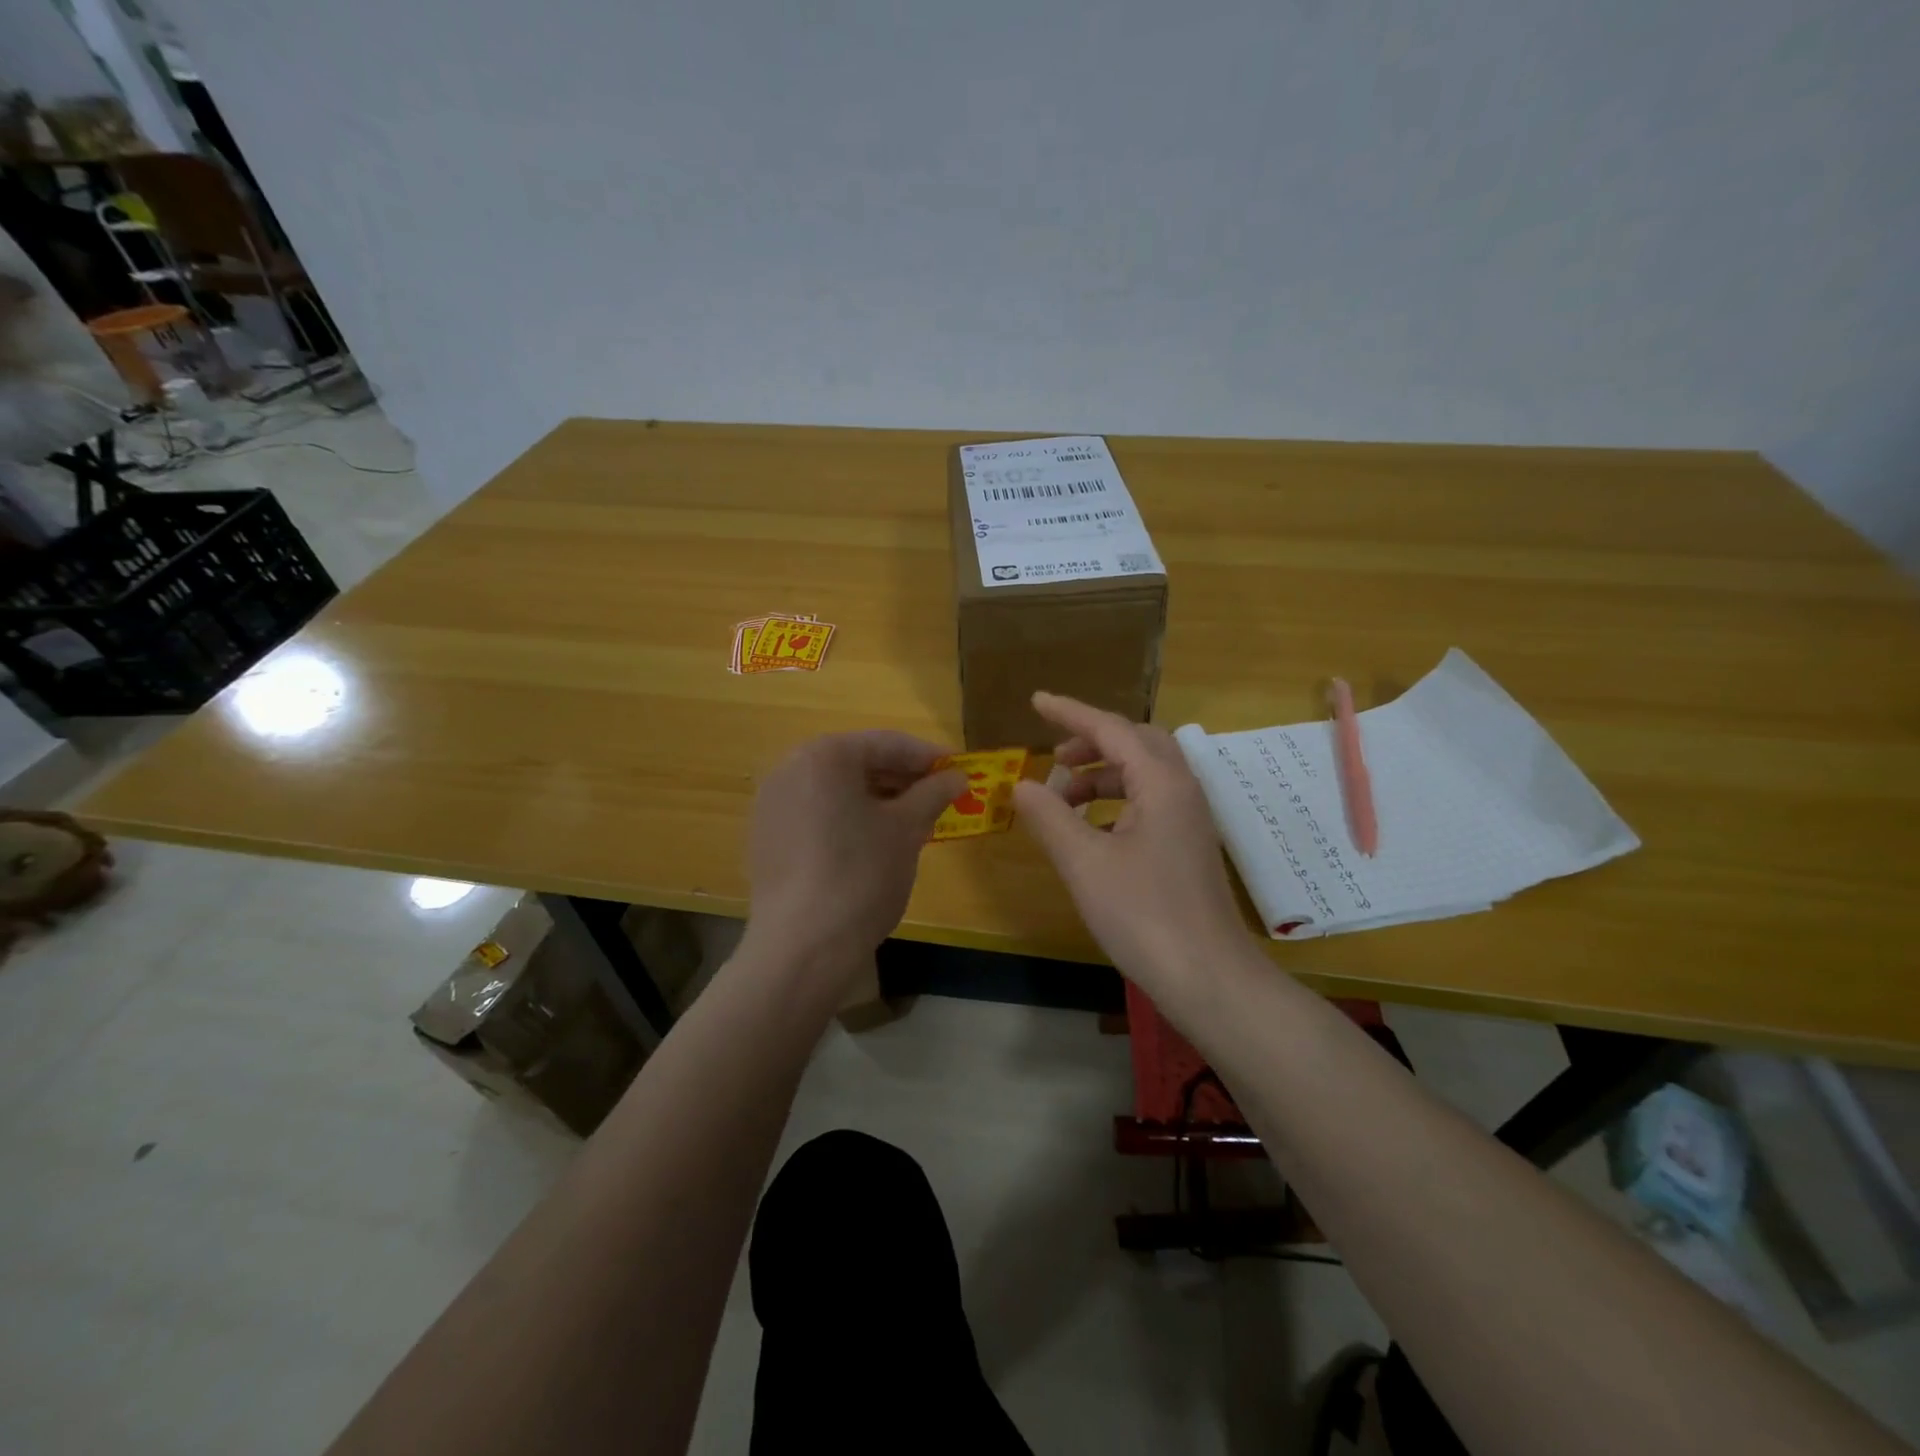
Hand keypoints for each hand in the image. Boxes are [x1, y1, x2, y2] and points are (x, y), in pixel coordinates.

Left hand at [745, 731, 964, 975]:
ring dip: (878, 800)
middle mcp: (791, 769)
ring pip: (837, 791)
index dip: (929, 757)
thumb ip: (933, 794)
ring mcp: (773, 805)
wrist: (803, 947)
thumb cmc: (862, 874)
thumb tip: (957, 776)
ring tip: (914, 821)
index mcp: (824, 756)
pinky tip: (876, 844)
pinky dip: (850, 820)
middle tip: (940, 798)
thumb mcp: (906, 829)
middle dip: (902, 779)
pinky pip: (818, 815)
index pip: (887, 743)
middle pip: (858, 763)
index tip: (960, 771)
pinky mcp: (768, 839)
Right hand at [1013, 693, 1248, 1002]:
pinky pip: (1148, 800)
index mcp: (1161, 782)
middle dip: (1091, 741)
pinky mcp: (1187, 845)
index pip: (1111, 729)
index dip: (1070, 712)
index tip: (1036, 700)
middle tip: (1052, 756)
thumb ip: (1050, 817)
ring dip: (1100, 774)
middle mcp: (1181, 790)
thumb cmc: (1144, 915)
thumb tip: (1023, 785)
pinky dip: (1114, 800)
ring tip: (1060, 798)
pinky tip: (1090, 829)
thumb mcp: (1085, 863)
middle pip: (1135, 742)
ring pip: (1143, 773)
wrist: (1209, 978)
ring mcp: (1189, 819)